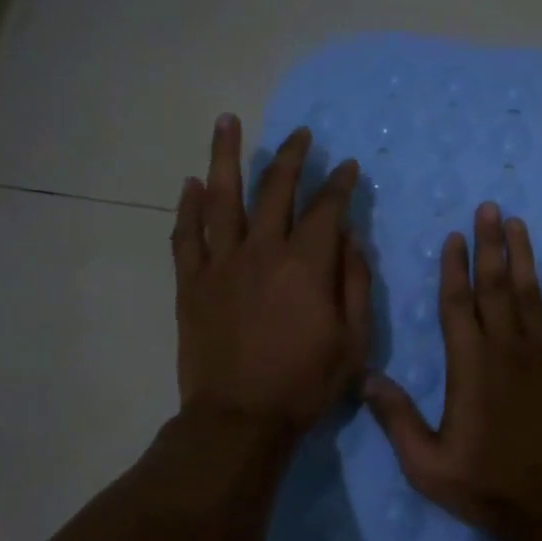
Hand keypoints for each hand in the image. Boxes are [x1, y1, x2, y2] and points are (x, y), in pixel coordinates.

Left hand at [170, 115, 371, 432]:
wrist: (240, 419)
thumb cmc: (305, 383)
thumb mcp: (354, 340)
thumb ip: (355, 283)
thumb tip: (350, 238)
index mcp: (306, 265)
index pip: (326, 209)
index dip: (340, 184)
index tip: (348, 167)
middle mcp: (262, 251)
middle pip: (276, 190)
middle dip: (292, 157)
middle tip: (301, 134)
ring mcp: (220, 264)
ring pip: (222, 198)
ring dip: (226, 156)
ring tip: (227, 121)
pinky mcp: (191, 283)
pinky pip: (186, 236)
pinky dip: (188, 207)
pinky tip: (192, 183)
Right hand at [364, 203, 541, 535]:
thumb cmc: (490, 486)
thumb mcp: (427, 464)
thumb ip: (396, 419)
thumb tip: (366, 377)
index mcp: (469, 365)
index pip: (457, 304)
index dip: (454, 268)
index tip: (454, 236)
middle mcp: (507, 348)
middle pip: (495, 286)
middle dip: (490, 245)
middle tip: (489, 208)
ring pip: (531, 293)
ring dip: (524, 256)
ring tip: (518, 222)